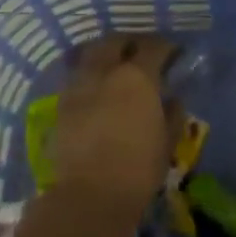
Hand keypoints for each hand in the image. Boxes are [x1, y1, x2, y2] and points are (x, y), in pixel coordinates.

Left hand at [51, 34, 177, 218]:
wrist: (91, 195)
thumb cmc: (138, 168)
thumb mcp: (167, 141)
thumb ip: (172, 114)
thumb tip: (172, 99)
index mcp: (137, 76)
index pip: (154, 47)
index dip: (165, 47)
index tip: (173, 54)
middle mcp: (106, 71)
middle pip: (116, 42)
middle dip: (130, 43)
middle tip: (140, 54)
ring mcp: (80, 84)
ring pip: (92, 55)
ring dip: (105, 55)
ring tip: (115, 68)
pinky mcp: (62, 103)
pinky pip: (78, 76)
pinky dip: (89, 75)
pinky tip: (96, 89)